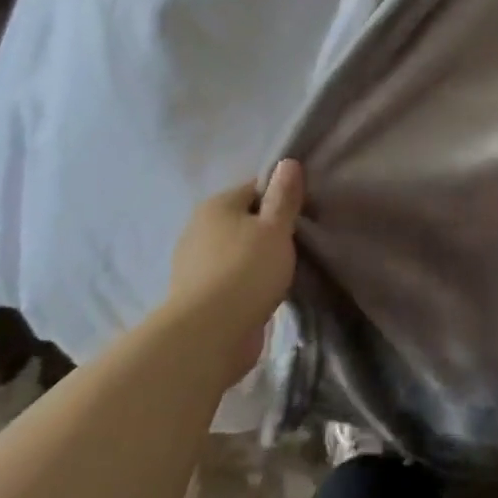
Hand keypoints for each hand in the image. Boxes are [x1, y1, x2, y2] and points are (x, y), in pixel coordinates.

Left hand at [169, 160, 303, 373]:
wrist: (208, 335)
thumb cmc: (247, 270)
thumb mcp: (276, 228)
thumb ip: (284, 196)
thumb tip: (287, 162)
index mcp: (216, 205)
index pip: (255, 188)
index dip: (282, 198)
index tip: (303, 215)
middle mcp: (199, 228)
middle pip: (244, 219)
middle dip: (268, 229)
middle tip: (297, 243)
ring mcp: (194, 264)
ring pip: (236, 249)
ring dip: (256, 257)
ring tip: (284, 270)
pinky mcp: (197, 295)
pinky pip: (229, 277)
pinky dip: (245, 280)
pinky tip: (264, 291)